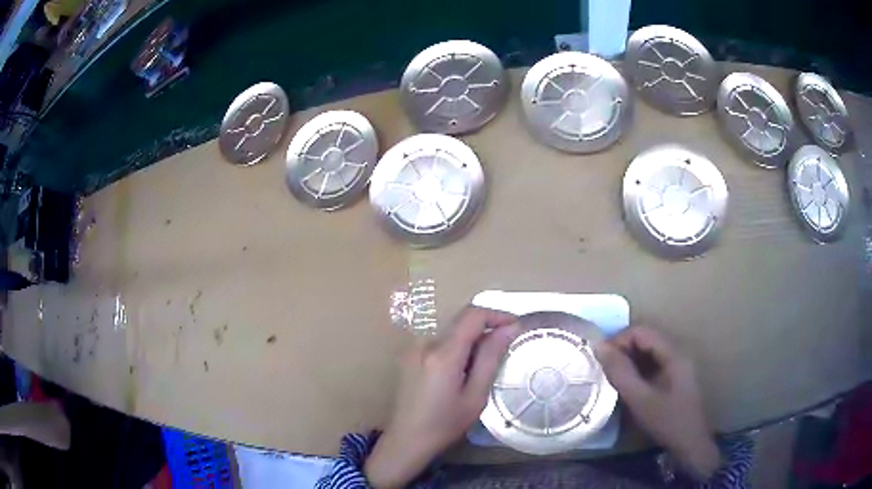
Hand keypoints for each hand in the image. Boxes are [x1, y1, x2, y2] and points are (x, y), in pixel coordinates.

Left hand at [364, 306, 520, 487]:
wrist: (406, 439)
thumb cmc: (445, 424)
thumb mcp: (475, 395)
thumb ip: (491, 358)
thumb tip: (509, 328)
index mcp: (443, 354)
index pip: (472, 315)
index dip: (497, 315)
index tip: (515, 327)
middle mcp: (425, 343)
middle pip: (461, 321)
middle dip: (486, 328)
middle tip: (504, 349)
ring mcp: (414, 348)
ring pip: (451, 331)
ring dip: (471, 339)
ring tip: (481, 367)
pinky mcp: (409, 355)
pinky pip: (439, 341)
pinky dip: (457, 347)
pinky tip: (461, 372)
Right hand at [595, 326, 720, 479]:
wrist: (690, 443)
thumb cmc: (667, 421)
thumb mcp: (640, 400)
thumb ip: (621, 373)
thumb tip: (599, 347)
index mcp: (673, 352)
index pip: (641, 331)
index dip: (618, 340)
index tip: (600, 360)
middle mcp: (677, 351)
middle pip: (645, 337)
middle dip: (622, 349)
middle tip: (604, 369)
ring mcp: (678, 363)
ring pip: (648, 350)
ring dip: (629, 359)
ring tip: (613, 376)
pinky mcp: (675, 374)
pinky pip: (653, 362)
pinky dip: (637, 368)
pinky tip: (629, 384)